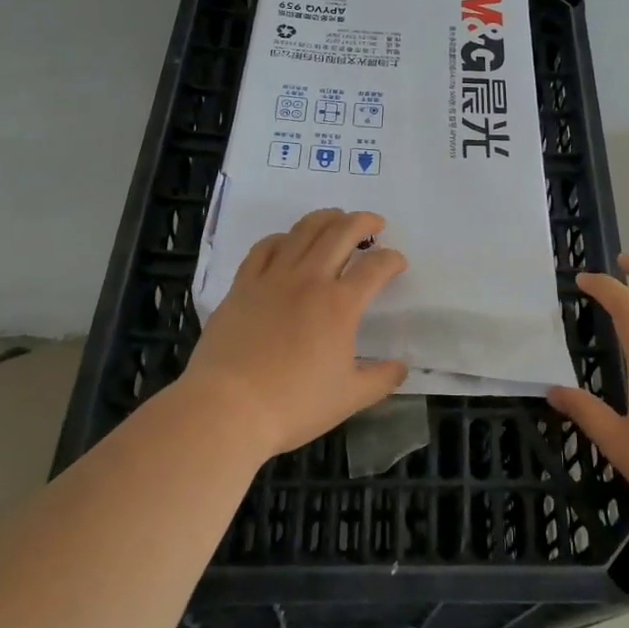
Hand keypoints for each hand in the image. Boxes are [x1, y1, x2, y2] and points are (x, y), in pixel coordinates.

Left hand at [177, 208, 408, 460]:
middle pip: (342, 232)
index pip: (376, 267)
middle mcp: (309, 280)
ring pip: (304, 230)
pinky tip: (287, 242)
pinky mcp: (243, 285)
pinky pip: (265, 247)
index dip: (393, 260)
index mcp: (340, 305)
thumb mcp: (349, 398)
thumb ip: (381, 379)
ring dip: (327, 218)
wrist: (227, 409)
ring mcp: (273, 278)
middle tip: (375, 225)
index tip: (398, 263)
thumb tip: (401, 367)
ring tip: (337, 219)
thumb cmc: (293, 405)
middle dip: (364, 222)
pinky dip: (283, 237)